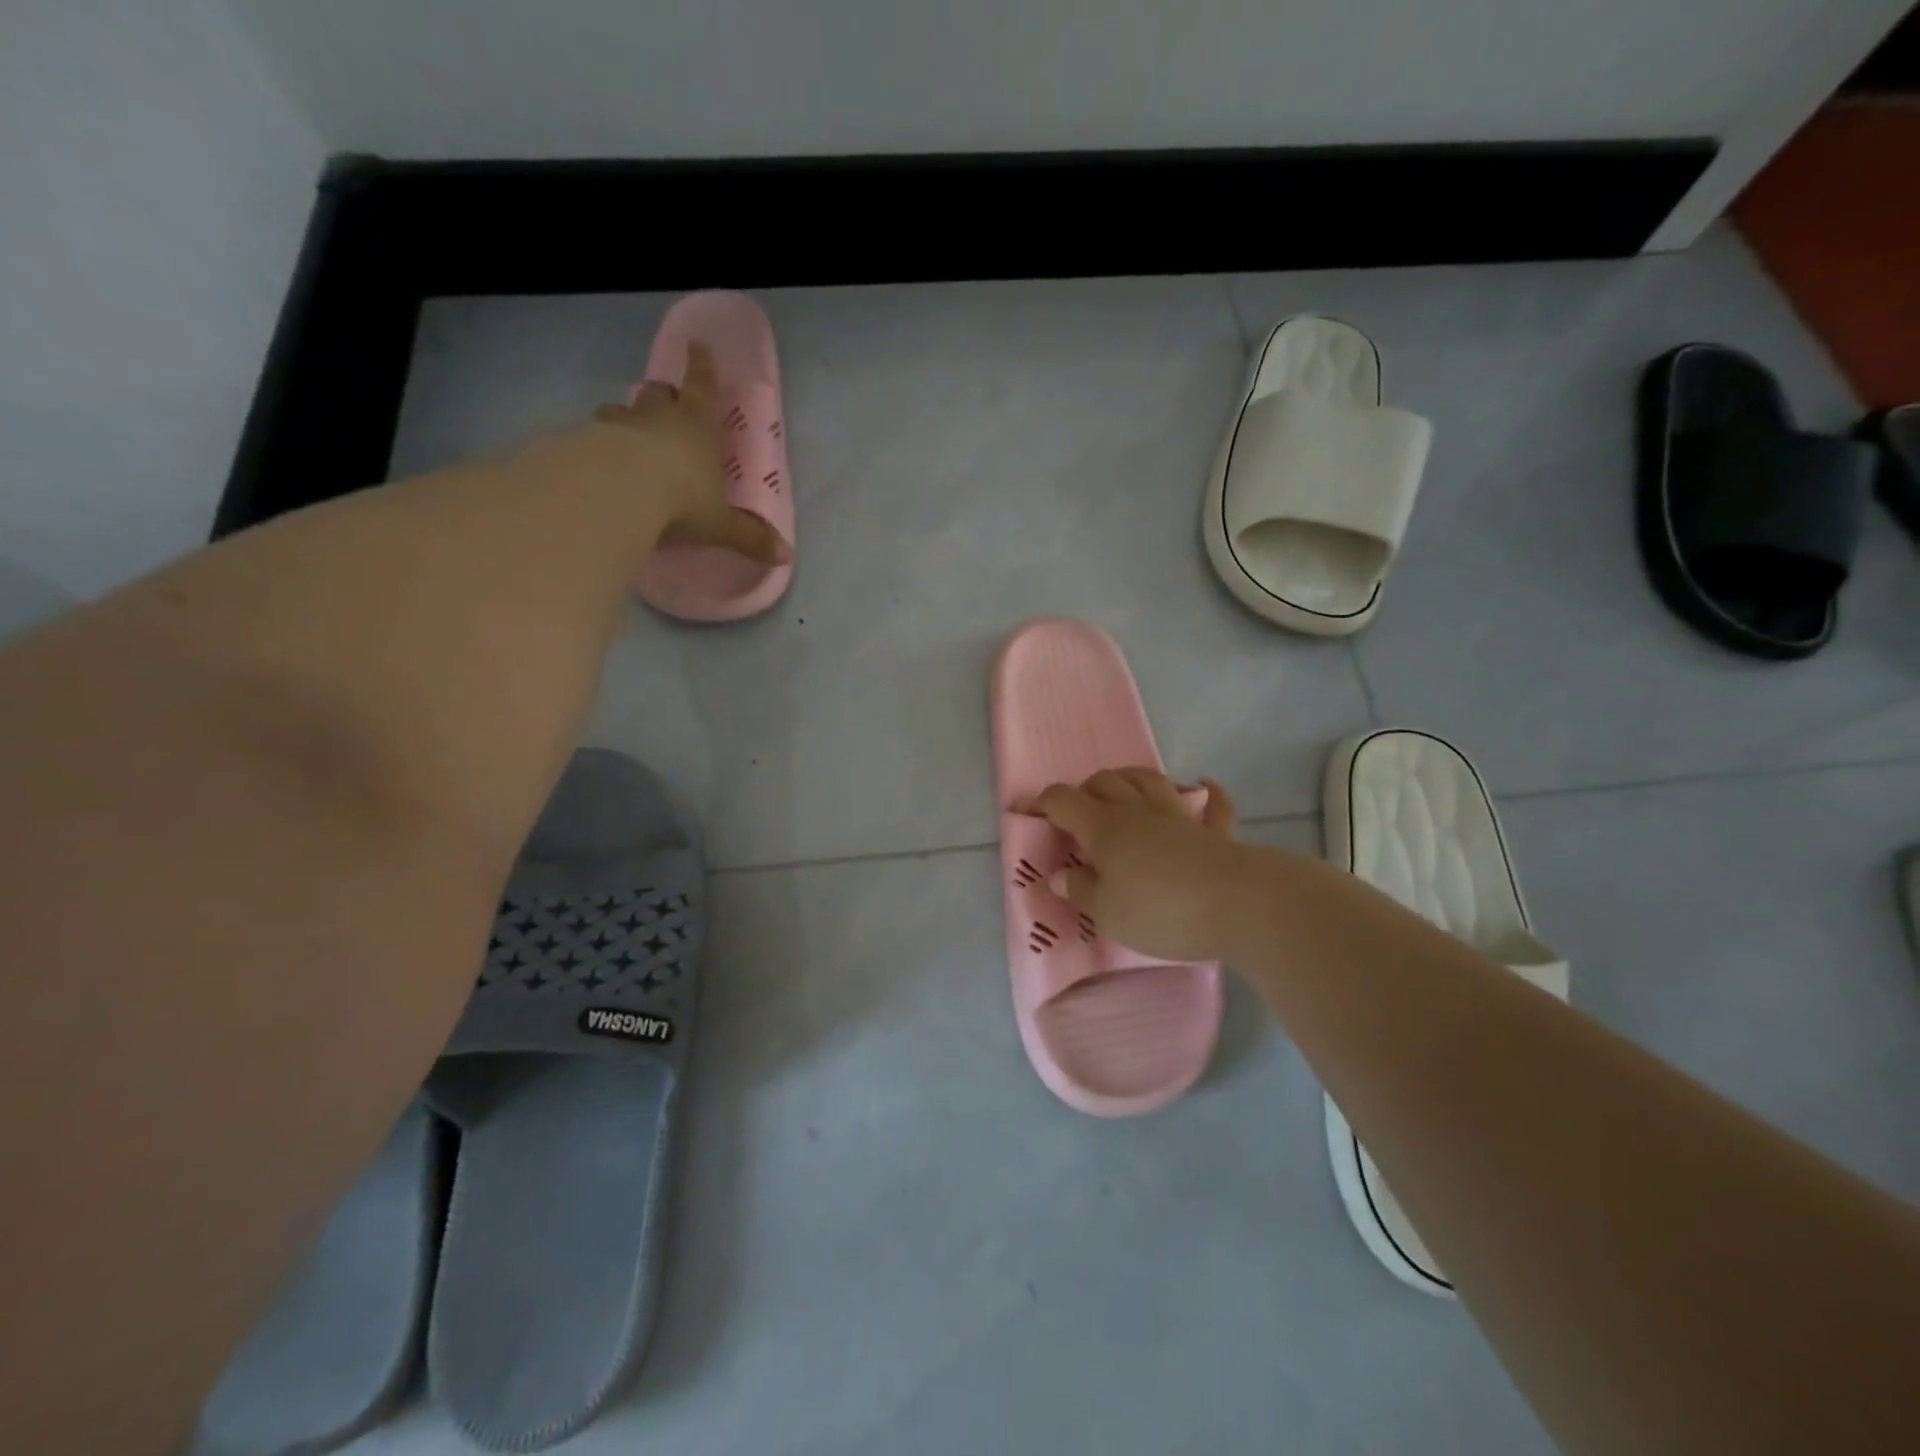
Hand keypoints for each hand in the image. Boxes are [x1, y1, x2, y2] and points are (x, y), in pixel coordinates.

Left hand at [592, 343, 789, 564]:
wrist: (617, 493)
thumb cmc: (681, 500)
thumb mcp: (720, 525)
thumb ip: (748, 537)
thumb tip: (785, 556)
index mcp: (698, 428)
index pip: (702, 387)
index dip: (702, 366)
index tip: (698, 345)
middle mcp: (658, 418)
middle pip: (659, 393)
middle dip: (665, 396)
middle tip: (666, 404)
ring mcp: (618, 425)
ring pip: (621, 410)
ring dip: (627, 418)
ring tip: (628, 434)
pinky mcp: (585, 441)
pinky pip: (592, 435)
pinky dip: (598, 443)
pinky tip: (597, 462)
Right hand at [1026, 769, 1247, 962]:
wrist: (1238, 905)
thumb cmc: (1161, 910)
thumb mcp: (1107, 912)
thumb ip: (1081, 890)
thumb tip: (1060, 874)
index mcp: (1104, 828)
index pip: (1064, 801)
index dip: (1042, 803)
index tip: (1030, 815)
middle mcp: (1138, 811)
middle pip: (1105, 782)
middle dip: (1085, 789)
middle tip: (1078, 812)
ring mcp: (1180, 817)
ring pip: (1150, 780)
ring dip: (1131, 779)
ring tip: (1122, 790)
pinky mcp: (1216, 832)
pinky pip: (1213, 804)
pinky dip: (1207, 794)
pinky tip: (1203, 787)